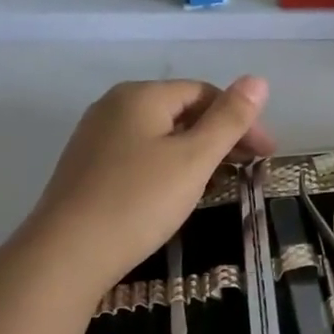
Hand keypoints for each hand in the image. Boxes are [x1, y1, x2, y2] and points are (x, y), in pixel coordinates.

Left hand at [20, 77, 274, 291]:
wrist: (66, 254)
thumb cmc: (139, 201)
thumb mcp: (194, 159)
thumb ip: (229, 119)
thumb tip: (258, 80)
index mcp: (141, 95)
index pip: (204, 93)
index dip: (241, 120)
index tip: (266, 154)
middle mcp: (114, 106)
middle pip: (181, 111)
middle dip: (221, 136)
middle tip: (250, 169)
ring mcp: (96, 137)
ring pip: (161, 135)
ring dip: (197, 153)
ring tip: (220, 182)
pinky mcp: (87, 168)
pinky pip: (140, 155)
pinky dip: (169, 166)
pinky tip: (178, 192)